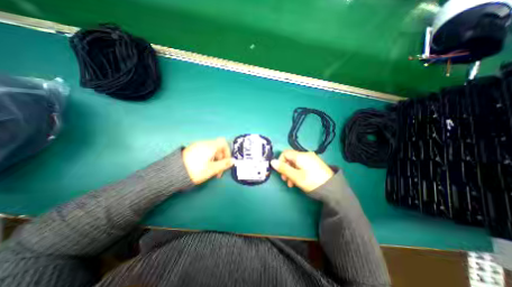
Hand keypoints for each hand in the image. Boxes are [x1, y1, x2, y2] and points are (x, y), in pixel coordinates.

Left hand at [182, 137, 232, 184]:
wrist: (173, 172)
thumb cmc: (196, 170)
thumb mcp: (212, 169)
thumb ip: (224, 164)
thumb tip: (233, 160)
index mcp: (211, 146)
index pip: (224, 143)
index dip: (228, 152)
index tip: (227, 162)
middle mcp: (205, 143)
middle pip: (218, 148)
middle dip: (221, 159)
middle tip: (219, 171)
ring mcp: (197, 146)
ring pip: (212, 151)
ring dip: (215, 160)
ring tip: (212, 171)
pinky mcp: (192, 150)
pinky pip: (205, 152)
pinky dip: (208, 158)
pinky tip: (204, 167)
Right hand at [269, 150, 333, 192]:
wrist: (333, 189)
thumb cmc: (312, 182)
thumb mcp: (295, 176)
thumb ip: (283, 168)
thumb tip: (272, 161)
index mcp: (300, 156)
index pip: (285, 153)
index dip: (280, 161)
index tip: (280, 172)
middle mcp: (306, 155)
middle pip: (290, 159)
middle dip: (286, 169)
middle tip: (286, 180)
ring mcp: (311, 159)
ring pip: (296, 163)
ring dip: (291, 172)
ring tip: (292, 184)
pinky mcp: (315, 164)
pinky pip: (302, 165)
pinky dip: (298, 172)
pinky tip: (299, 181)